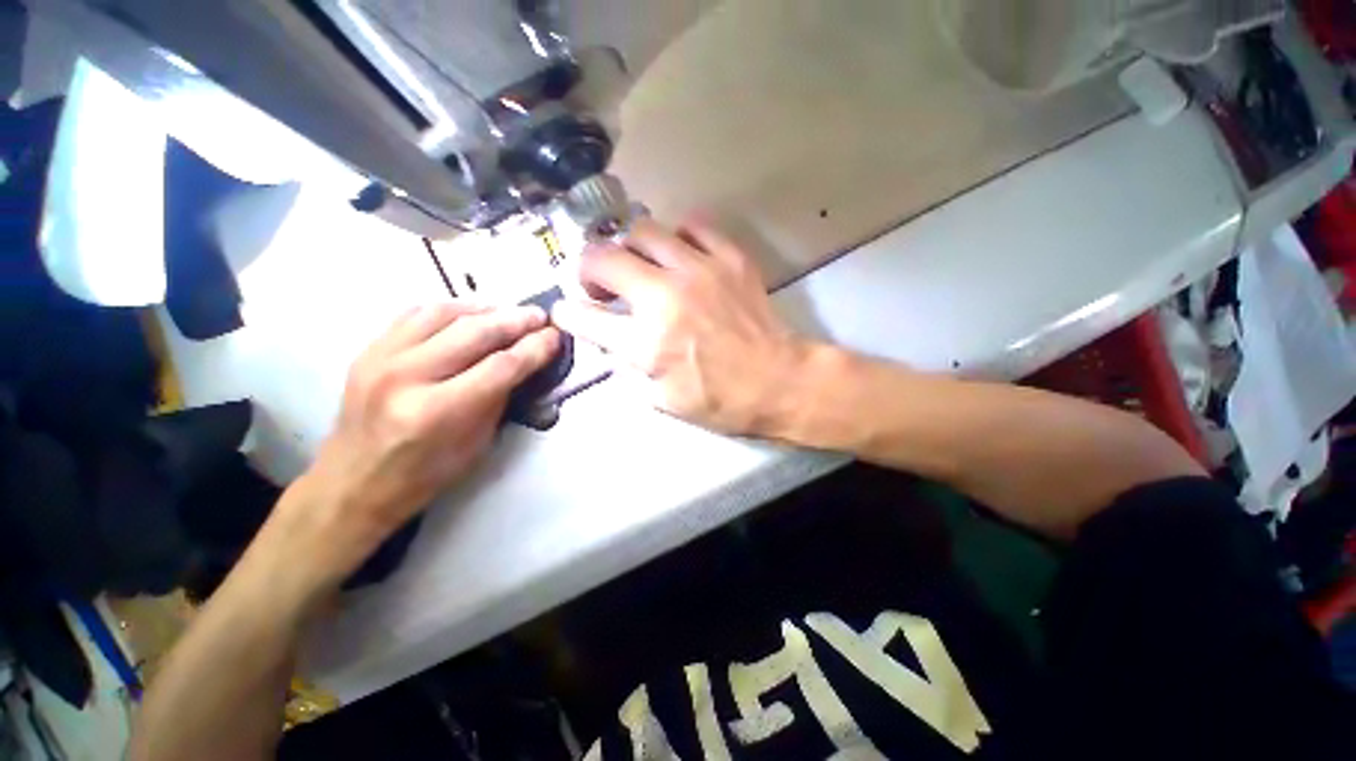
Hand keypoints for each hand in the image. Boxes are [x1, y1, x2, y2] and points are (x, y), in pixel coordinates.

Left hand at [283, 302, 558, 580]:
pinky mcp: (369, 350)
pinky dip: (451, 309)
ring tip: (509, 311)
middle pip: (475, 332)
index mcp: (439, 412)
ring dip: (485, 309)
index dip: (535, 348)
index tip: (556, 336)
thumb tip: (527, 361)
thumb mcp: (479, 443)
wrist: (354, 481)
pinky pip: (415, 313)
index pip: (501, 366)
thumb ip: (501, 396)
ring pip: (444, 313)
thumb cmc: (426, 473)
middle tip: (540, 316)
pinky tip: (470, 314)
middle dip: (516, 320)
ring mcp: (381, 358)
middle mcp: (408, 377)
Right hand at [552, 219, 807, 434]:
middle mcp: (666, 297)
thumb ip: (629, 367)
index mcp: (647, 342)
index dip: (568, 312)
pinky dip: (679, 238)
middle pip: (603, 258)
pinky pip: (694, 227)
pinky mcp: (730, 258)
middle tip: (602, 285)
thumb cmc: (722, 400)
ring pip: (643, 231)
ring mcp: (699, 271)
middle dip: (589, 270)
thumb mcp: (663, 399)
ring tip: (641, 267)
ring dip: (630, 249)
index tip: (566, 309)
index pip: (585, 317)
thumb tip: (610, 341)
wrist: (779, 381)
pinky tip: (682, 256)